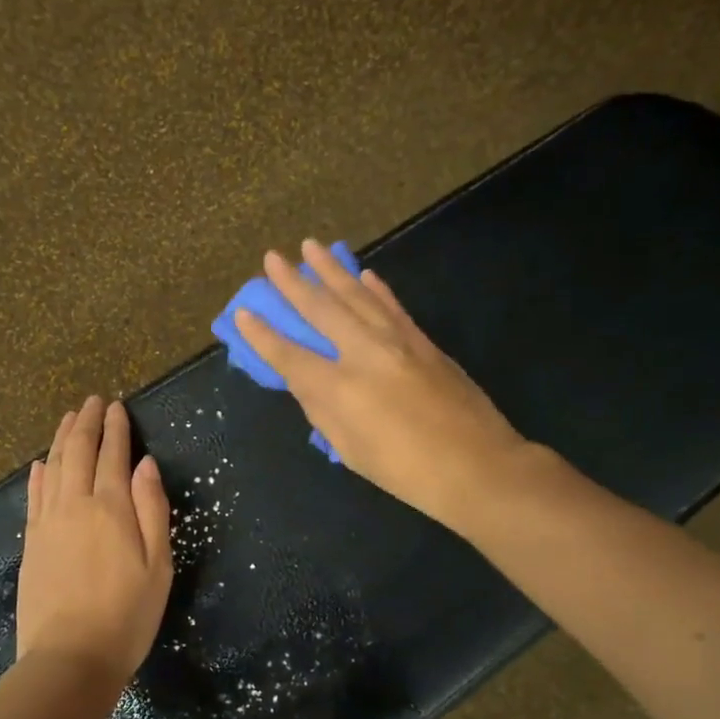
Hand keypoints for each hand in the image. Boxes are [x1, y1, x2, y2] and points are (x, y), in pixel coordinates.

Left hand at [17, 396, 173, 689]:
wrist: (70, 657)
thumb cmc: (127, 615)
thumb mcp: (158, 565)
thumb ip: (152, 510)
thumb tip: (145, 464)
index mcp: (110, 508)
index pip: (112, 455)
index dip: (116, 428)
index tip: (116, 406)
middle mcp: (74, 505)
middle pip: (77, 452)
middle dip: (86, 423)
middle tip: (92, 401)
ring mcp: (47, 523)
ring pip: (52, 467)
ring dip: (61, 439)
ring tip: (68, 418)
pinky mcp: (31, 543)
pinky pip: (33, 495)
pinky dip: (38, 474)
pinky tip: (40, 464)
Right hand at [234, 239, 545, 530]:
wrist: (477, 466)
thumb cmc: (405, 471)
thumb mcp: (350, 450)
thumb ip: (323, 411)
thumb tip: (306, 382)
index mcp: (340, 388)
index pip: (289, 355)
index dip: (262, 335)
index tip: (243, 312)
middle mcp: (364, 353)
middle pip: (321, 310)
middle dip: (293, 283)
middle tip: (272, 257)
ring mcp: (398, 341)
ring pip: (357, 295)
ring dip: (331, 270)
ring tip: (311, 247)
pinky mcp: (423, 341)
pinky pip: (392, 306)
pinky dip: (375, 287)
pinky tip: (363, 274)